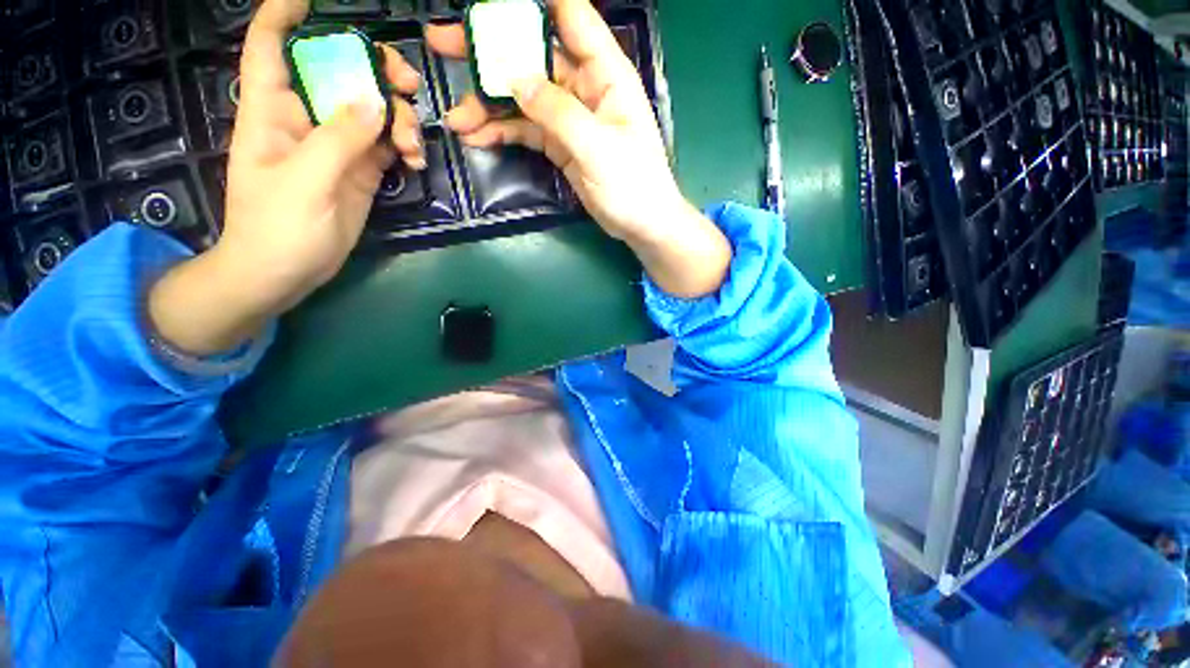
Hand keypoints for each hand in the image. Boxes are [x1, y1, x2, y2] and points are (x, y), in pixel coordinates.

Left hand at [150, 0, 424, 355]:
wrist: (285, 271)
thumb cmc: (277, 227)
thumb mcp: (305, 181)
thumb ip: (338, 139)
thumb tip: (374, 101)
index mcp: (272, 109)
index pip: (271, 45)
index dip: (287, 14)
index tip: (316, 0)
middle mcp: (305, 117)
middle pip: (339, 71)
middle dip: (374, 69)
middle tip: (407, 85)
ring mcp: (336, 144)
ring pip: (372, 108)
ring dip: (399, 117)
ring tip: (412, 145)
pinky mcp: (360, 169)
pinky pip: (387, 143)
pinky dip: (404, 146)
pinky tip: (414, 161)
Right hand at [427, 0, 730, 297]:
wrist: (641, 224)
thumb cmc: (633, 184)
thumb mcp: (597, 146)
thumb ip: (558, 112)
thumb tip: (515, 79)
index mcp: (606, 73)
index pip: (570, 17)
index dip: (532, 5)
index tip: (489, 5)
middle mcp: (585, 87)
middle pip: (533, 56)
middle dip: (489, 53)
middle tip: (442, 45)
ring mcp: (570, 117)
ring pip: (523, 97)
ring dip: (488, 105)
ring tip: (457, 120)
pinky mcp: (560, 145)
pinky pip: (526, 129)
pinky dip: (502, 131)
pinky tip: (478, 137)